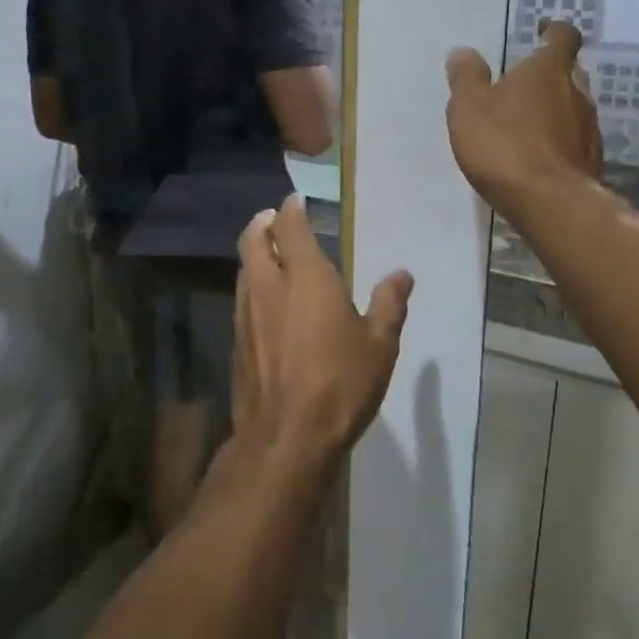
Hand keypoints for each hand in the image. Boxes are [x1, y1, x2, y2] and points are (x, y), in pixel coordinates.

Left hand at [232, 196, 412, 476]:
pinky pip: (241, 299)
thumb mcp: (379, 345)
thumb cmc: (341, 383)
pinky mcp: (236, 341)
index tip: (296, 201)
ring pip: (243, 269)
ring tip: (270, 256)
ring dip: (254, 254)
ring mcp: (246, 313)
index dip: (291, 209)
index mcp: (306, 276)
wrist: (286, 436)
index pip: (290, 226)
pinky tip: (266, 303)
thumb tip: (402, 274)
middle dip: (262, 223)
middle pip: (253, 239)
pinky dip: (251, 286)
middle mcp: (269, 286)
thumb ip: (389, 304)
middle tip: (274, 219)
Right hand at [445, 20, 603, 219]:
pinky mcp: (592, 161)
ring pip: (574, 107)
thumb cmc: (504, 145)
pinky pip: (574, 140)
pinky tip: (538, 156)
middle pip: (570, 73)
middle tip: (523, 84)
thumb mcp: (469, 107)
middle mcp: (578, 93)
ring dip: (554, 109)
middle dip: (550, 74)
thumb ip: (466, 77)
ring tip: (527, 124)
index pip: (563, 36)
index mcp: (549, 71)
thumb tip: (463, 52)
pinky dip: (559, 140)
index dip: (554, 30)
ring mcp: (590, 129)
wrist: (549, 203)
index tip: (541, 31)